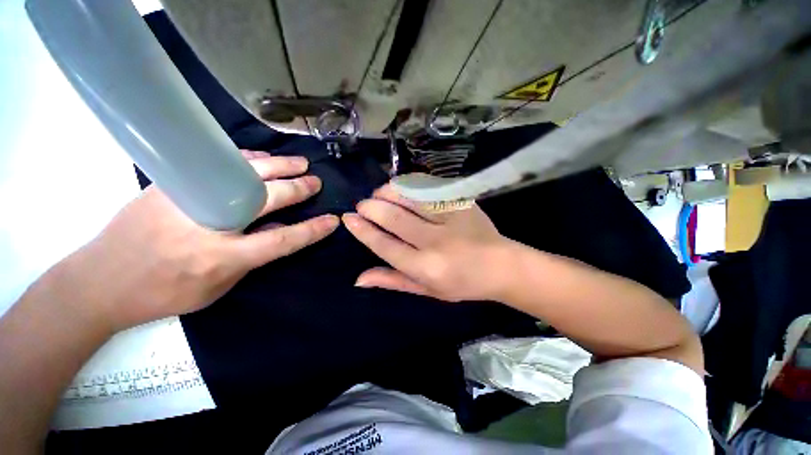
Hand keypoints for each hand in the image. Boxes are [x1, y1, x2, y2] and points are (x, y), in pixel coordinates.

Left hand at [59, 150, 337, 331]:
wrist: (102, 280)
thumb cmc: (164, 293)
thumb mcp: (217, 288)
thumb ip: (251, 259)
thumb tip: (278, 231)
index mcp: (222, 257)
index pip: (282, 241)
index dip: (311, 230)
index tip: (332, 220)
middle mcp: (210, 224)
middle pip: (267, 199)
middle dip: (297, 189)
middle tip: (315, 181)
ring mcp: (188, 198)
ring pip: (244, 174)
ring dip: (277, 167)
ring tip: (298, 163)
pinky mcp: (171, 183)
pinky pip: (219, 165)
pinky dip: (245, 161)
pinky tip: (261, 159)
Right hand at [342, 183, 511, 301]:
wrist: (500, 266)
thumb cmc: (461, 284)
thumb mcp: (426, 290)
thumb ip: (393, 281)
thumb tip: (359, 278)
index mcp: (425, 267)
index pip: (385, 245)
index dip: (363, 230)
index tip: (349, 218)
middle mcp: (435, 242)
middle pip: (394, 217)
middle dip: (371, 207)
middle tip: (363, 204)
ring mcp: (450, 219)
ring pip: (410, 197)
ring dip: (388, 192)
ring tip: (379, 193)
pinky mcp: (461, 203)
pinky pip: (429, 188)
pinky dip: (410, 185)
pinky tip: (401, 187)